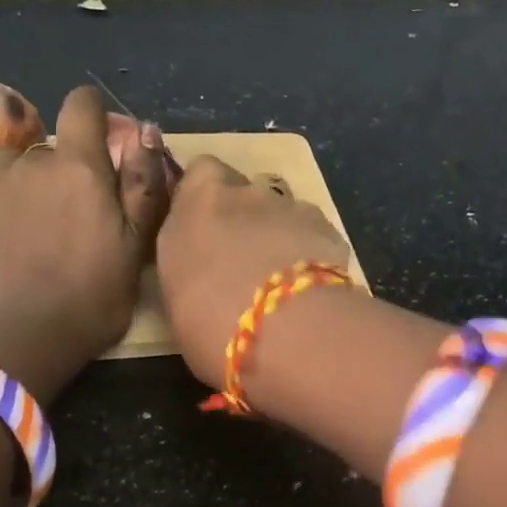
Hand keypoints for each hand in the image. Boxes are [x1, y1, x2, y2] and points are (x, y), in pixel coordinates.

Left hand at [0, 86, 171, 395]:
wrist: (23, 335)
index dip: (92, 113)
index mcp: (80, 166)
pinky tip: (12, 241)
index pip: (81, 105)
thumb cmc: (93, 294)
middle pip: (53, 147)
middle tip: (77, 216)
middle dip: (67, 169)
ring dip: (31, 183)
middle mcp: (33, 161)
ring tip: (39, 228)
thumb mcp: (136, 245)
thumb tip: (143, 132)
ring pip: (19, 167)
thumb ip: (142, 183)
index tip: (100, 138)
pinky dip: (5, 204)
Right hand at [155, 155, 352, 389]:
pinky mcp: (329, 227)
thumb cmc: (210, 325)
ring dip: (280, 234)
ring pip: (282, 211)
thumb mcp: (176, 301)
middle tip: (243, 261)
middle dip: (244, 216)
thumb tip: (200, 274)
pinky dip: (311, 252)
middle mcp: (243, 193)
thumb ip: (188, 270)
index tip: (205, 227)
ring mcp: (290, 206)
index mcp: (196, 205)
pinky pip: (313, 233)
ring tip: (281, 280)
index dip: (206, 196)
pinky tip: (312, 288)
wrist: (284, 333)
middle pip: (244, 191)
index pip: (200, 173)